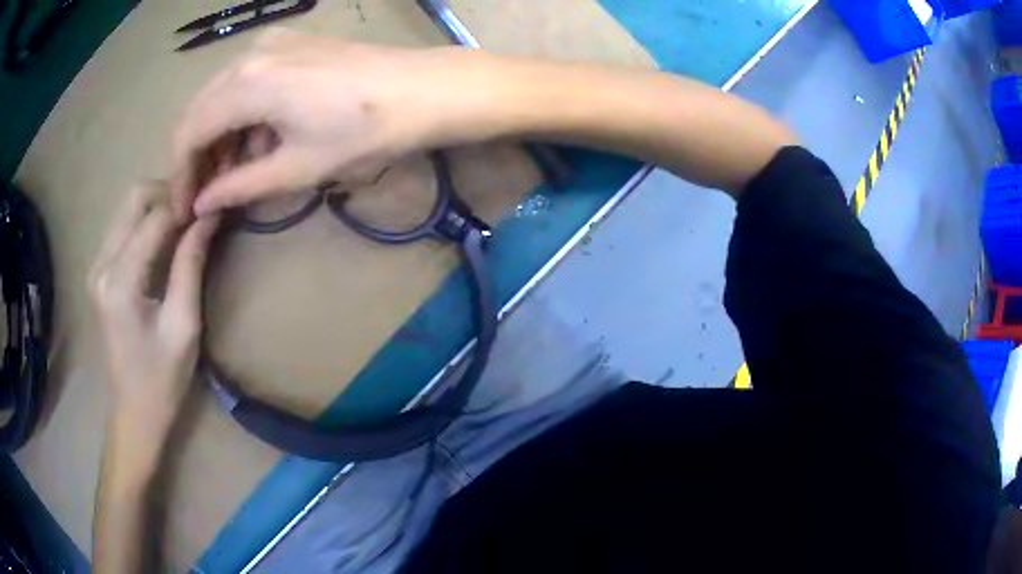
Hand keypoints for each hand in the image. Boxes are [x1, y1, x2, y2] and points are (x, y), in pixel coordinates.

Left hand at [89, 182, 219, 442]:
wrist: (133, 412)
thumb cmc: (162, 380)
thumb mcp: (184, 326)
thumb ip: (191, 265)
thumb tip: (209, 216)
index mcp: (120, 282)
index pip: (155, 217)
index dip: (187, 206)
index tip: (213, 207)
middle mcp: (102, 264)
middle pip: (135, 197)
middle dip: (169, 194)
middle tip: (197, 213)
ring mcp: (97, 266)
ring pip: (128, 207)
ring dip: (159, 205)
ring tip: (185, 224)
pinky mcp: (99, 272)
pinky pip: (123, 226)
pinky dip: (147, 221)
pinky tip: (165, 240)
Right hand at [172, 30, 460, 216]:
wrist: (425, 89)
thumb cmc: (363, 131)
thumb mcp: (296, 167)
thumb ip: (240, 185)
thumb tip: (202, 204)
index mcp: (246, 84)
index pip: (190, 133)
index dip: (181, 176)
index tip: (183, 211)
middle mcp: (250, 54)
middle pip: (201, 110)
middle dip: (197, 157)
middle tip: (205, 197)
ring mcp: (272, 43)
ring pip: (222, 95)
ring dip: (220, 136)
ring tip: (232, 177)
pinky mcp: (291, 42)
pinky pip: (248, 81)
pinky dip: (243, 114)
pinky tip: (258, 142)